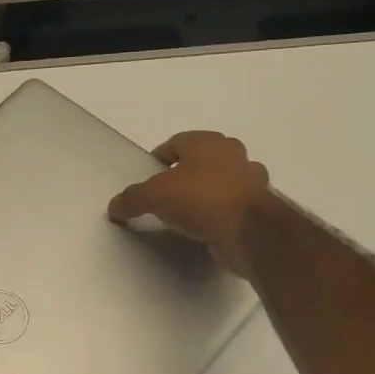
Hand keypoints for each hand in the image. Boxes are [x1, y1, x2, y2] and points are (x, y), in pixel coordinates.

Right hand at [108, 130, 272, 276]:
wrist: (248, 232)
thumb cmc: (200, 199)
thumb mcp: (153, 197)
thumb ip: (131, 199)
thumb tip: (114, 208)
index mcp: (206, 142)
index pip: (176, 143)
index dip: (159, 159)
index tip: (148, 179)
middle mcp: (232, 154)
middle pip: (201, 159)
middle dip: (184, 174)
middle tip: (166, 194)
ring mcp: (251, 179)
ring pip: (221, 181)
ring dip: (206, 192)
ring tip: (187, 213)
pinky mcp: (260, 206)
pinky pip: (233, 204)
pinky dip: (221, 212)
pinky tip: (207, 227)